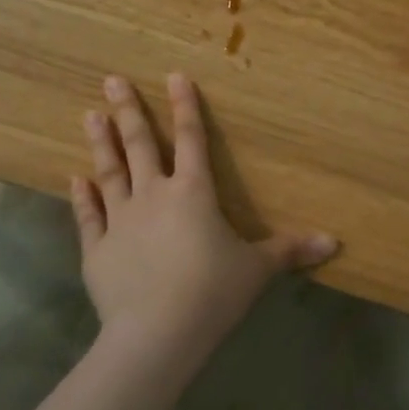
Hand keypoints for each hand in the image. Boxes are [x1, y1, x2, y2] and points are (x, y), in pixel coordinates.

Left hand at [71, 73, 336, 366]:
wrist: (157, 333)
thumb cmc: (212, 293)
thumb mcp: (257, 270)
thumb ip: (290, 250)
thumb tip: (333, 241)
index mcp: (193, 192)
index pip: (192, 139)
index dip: (185, 106)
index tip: (174, 75)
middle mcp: (153, 195)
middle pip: (140, 144)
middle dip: (128, 110)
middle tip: (112, 80)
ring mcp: (121, 220)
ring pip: (110, 172)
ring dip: (101, 143)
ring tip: (90, 114)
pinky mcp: (97, 249)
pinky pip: (88, 216)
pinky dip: (82, 197)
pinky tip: (75, 179)